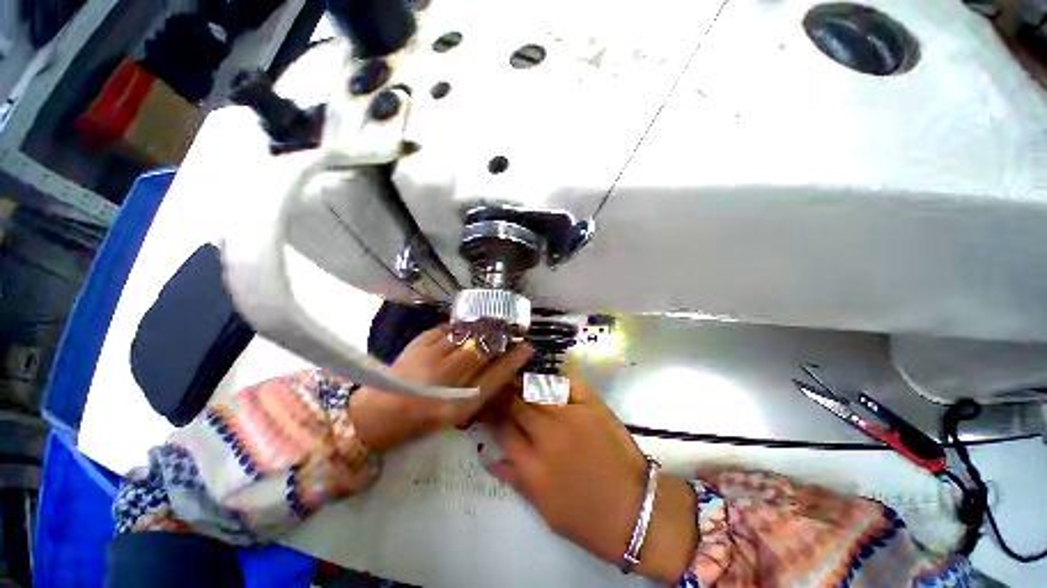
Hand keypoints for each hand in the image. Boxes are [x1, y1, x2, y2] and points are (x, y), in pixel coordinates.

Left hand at [348, 327, 532, 452]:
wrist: (383, 411)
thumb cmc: (426, 415)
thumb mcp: (460, 411)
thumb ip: (483, 388)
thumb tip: (505, 364)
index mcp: (459, 403)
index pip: (496, 376)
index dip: (514, 360)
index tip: (527, 347)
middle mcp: (447, 379)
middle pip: (483, 349)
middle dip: (500, 337)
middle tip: (509, 331)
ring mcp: (431, 358)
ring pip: (466, 335)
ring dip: (481, 329)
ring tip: (488, 327)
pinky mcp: (419, 343)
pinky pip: (448, 328)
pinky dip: (460, 327)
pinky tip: (462, 331)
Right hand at [485, 378, 697, 582]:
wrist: (636, 511)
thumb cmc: (588, 519)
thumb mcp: (544, 508)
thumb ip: (515, 479)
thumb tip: (489, 457)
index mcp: (532, 465)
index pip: (502, 429)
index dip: (490, 413)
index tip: (485, 404)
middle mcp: (547, 435)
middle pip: (516, 404)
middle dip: (503, 394)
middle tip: (498, 387)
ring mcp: (571, 416)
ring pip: (537, 389)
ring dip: (524, 384)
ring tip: (518, 380)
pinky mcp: (593, 406)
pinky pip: (567, 383)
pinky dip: (555, 380)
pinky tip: (548, 382)